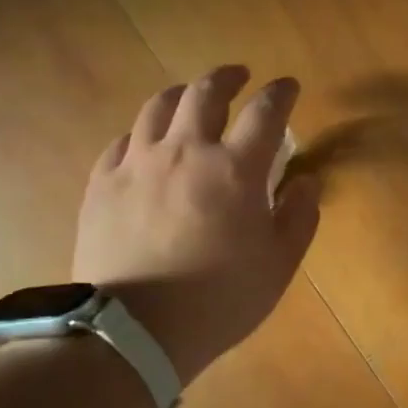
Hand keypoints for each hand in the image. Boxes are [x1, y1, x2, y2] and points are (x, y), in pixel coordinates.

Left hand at [74, 66, 319, 385]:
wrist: (133, 330)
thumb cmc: (220, 299)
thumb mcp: (279, 264)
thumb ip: (299, 216)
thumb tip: (305, 181)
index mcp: (235, 169)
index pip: (266, 112)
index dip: (281, 93)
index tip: (289, 87)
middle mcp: (185, 151)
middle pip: (205, 93)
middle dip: (227, 77)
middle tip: (239, 76)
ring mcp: (137, 164)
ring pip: (158, 107)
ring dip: (182, 94)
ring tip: (190, 98)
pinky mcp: (102, 184)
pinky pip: (122, 141)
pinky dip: (142, 133)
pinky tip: (146, 144)